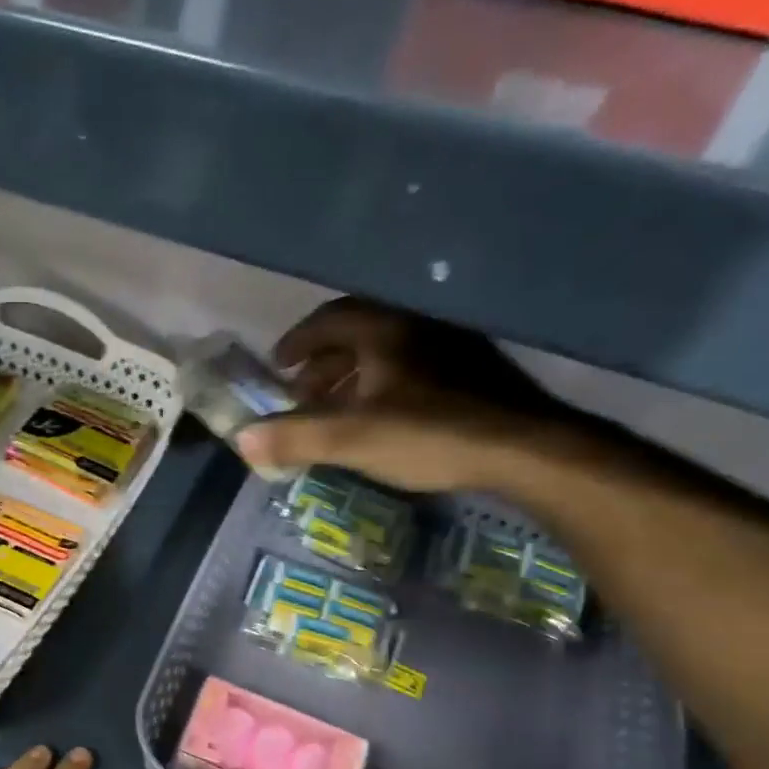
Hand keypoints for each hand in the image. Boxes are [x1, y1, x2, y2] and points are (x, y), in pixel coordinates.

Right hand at [236, 297, 569, 493]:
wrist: (526, 449)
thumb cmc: (430, 435)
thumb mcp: (351, 439)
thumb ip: (294, 437)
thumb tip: (242, 440)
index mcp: (384, 330)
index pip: (329, 320)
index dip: (298, 342)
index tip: (277, 366)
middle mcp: (417, 326)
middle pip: (358, 332)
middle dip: (323, 362)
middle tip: (302, 392)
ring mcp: (451, 347)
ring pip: (388, 352)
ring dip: (354, 374)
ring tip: (338, 408)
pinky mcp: (474, 372)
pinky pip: (414, 368)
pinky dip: (385, 385)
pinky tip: (386, 417)